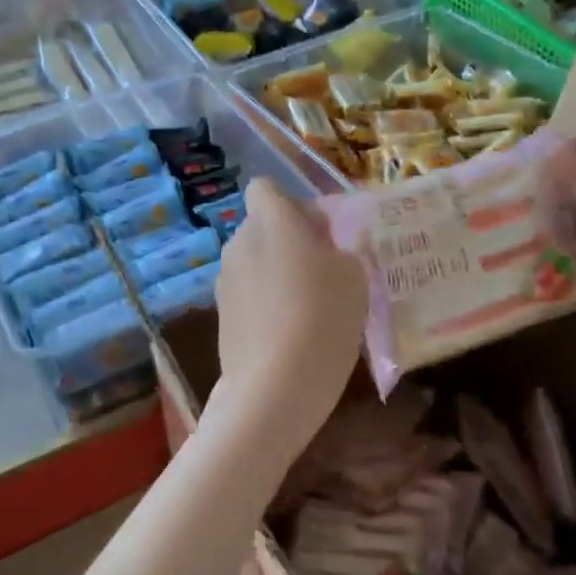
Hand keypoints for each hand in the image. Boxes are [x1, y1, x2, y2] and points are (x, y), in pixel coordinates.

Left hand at [211, 178, 366, 454]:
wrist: (276, 386)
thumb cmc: (324, 317)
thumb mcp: (355, 276)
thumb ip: (340, 248)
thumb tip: (324, 244)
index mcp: (271, 220)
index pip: (265, 188)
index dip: (290, 203)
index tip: (317, 231)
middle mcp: (239, 241)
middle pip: (261, 227)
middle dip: (286, 240)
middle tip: (321, 271)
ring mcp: (224, 280)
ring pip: (253, 262)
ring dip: (275, 273)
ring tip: (306, 309)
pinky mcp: (221, 315)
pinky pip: (247, 294)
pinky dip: (264, 304)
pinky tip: (288, 334)